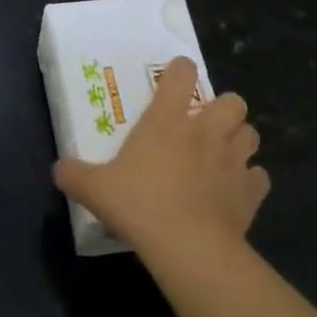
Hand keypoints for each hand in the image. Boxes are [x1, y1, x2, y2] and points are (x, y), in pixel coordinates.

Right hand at [54, 57, 267, 259]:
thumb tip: (58, 169)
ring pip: (251, 133)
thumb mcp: (94, 189)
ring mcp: (233, 160)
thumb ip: (74, 174)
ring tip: (223, 155)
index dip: (180, 70)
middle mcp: (205, 131)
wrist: (187, 246)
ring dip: (239, 140)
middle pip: (233, 101)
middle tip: (205, 126)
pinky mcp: (250, 192)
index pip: (181, 74)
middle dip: (224, 108)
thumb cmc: (139, 204)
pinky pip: (258, 177)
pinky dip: (250, 181)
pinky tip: (235, 192)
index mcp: (167, 120)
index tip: (175, 78)